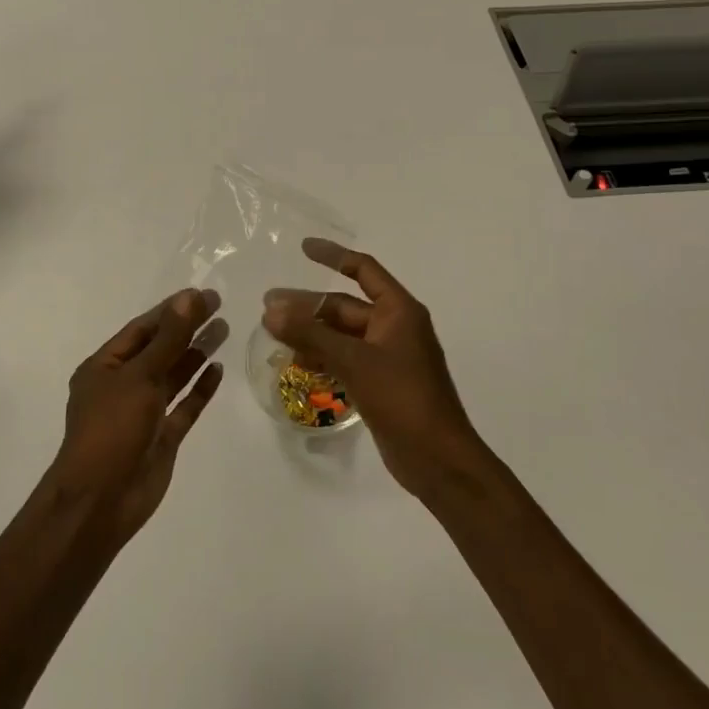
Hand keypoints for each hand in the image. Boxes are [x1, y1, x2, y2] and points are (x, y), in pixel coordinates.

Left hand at [49, 288, 226, 542]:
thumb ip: (169, 338)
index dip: (171, 310)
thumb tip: (190, 298)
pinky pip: (184, 406)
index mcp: (105, 366)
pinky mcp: (162, 437)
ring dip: (196, 353)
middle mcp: (123, 385)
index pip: (142, 329)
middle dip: (187, 328)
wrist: (101, 502)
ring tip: (224, 330)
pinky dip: (200, 389)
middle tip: (219, 306)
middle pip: (160, 349)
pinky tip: (218, 370)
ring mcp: (143, 413)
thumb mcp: (140, 376)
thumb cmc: (112, 429)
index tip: (202, 294)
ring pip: (173, 375)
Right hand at [264, 239, 485, 498]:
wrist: (439, 461)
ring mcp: (388, 357)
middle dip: (308, 306)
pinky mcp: (381, 383)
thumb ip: (311, 334)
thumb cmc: (402, 398)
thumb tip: (271, 310)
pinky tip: (298, 364)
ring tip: (276, 337)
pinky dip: (323, 357)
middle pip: (345, 306)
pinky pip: (346, 359)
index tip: (303, 248)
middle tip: (269, 308)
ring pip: (342, 335)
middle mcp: (395, 327)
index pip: (363, 269)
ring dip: (311, 334)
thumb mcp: (354, 361)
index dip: (333, 255)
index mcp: (399, 310)